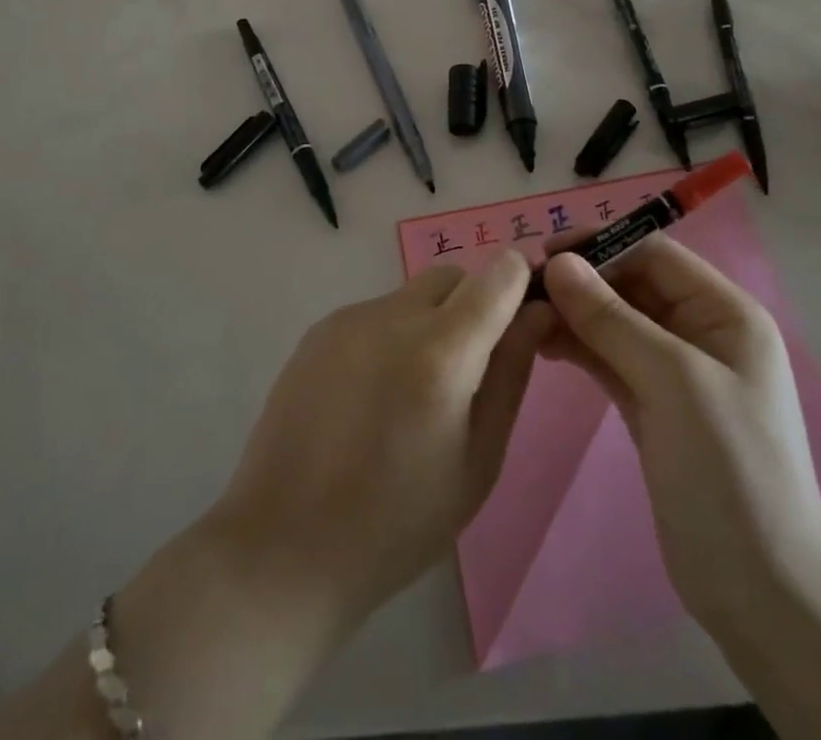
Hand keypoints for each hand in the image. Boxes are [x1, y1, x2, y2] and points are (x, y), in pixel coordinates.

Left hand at [208, 249, 550, 637]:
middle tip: (468, 371)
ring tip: (412, 393)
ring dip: (430, 322)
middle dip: (474, 305)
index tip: (523, 315)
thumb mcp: (478, 461)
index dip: (519, 283)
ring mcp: (351, 318)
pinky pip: (376, 313)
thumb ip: (511, 375)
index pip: (498, 275)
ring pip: (412, 295)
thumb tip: (537, 313)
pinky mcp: (320, 329)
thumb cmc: (397, 522)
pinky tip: (372, 395)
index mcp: (441, 352)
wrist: (283, 545)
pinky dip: (391, 336)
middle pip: (454, 278)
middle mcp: (394, 316)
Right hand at [539, 235, 820, 635]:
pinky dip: (579, 348)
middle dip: (582, 282)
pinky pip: (611, 359)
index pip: (655, 255)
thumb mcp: (673, 382)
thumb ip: (612, 318)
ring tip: (524, 317)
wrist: (762, 594)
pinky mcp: (654, 406)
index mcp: (726, 313)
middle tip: (524, 288)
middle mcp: (703, 332)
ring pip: (617, 322)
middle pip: (633, 285)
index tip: (544, 253)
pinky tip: (543, 345)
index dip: (601, 246)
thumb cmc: (729, 471)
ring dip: (574, 314)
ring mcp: (677, 371)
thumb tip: (557, 263)